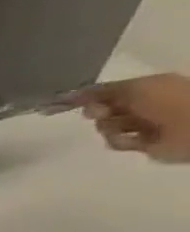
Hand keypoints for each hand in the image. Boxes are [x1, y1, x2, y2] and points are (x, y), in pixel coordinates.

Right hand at [71, 75, 189, 162]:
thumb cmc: (169, 100)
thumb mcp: (134, 87)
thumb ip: (102, 90)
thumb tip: (70, 95)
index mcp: (145, 88)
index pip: (106, 92)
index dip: (84, 96)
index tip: (61, 102)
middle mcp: (142, 105)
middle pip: (101, 109)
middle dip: (97, 112)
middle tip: (101, 113)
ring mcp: (142, 125)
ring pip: (105, 127)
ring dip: (109, 128)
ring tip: (125, 128)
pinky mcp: (141, 143)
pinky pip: (116, 142)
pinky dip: (120, 141)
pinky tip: (134, 140)